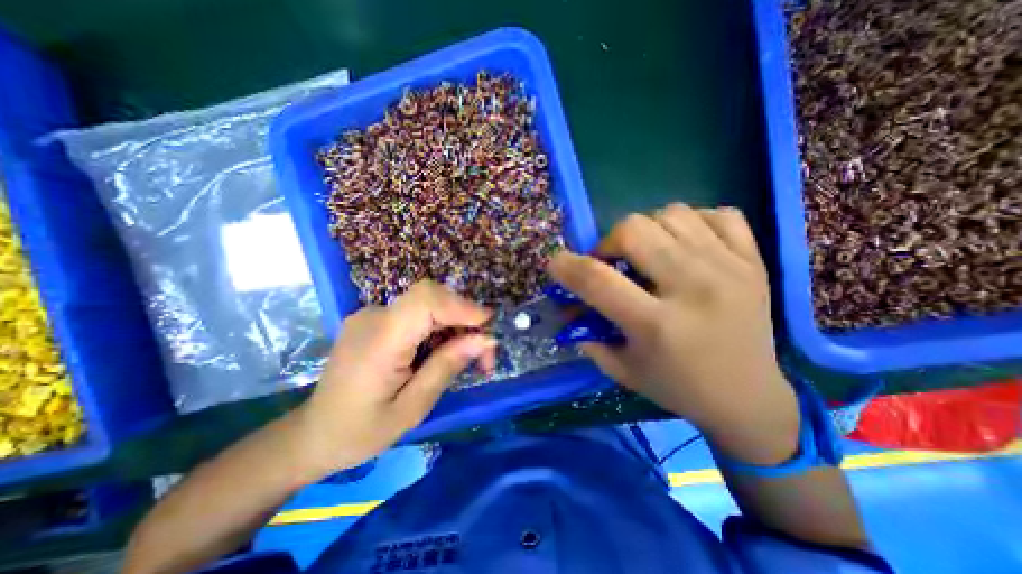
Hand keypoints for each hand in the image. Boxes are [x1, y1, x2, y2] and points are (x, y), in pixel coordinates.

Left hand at [289, 278, 496, 474]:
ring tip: (470, 356)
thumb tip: (485, 339)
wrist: (314, 433)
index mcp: (379, 341)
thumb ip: (447, 367)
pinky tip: (444, 351)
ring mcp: (372, 315)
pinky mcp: (376, 320)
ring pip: (428, 305)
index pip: (425, 300)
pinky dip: (439, 327)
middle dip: (465, 318)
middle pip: (431, 298)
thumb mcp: (412, 408)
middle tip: (484, 352)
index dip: (461, 305)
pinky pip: (417, 314)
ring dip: (455, 325)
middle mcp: (373, 317)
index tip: (488, 325)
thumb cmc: (361, 431)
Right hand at [551, 205, 796, 464]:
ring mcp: (730, 269)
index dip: (566, 265)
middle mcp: (694, 289)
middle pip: (634, 230)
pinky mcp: (754, 261)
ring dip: (647, 230)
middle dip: (609, 242)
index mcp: (657, 325)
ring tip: (648, 253)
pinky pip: (718, 214)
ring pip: (672, 214)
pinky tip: (685, 244)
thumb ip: (589, 335)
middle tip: (612, 262)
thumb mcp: (622, 370)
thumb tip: (568, 305)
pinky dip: (692, 222)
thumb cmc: (677, 387)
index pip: (597, 279)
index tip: (556, 263)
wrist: (750, 398)